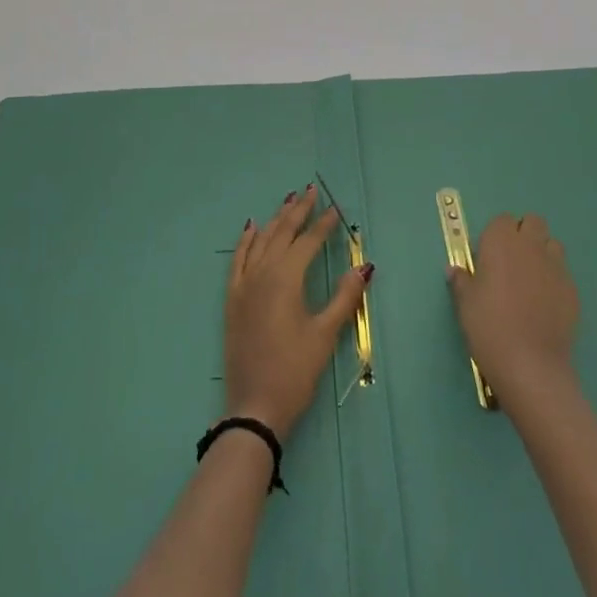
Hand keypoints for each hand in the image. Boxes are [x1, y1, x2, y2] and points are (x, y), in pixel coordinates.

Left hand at [225, 186, 371, 440]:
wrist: (255, 406)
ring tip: (288, 201)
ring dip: (276, 219)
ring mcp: (244, 284)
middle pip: (282, 233)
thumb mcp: (325, 334)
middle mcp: (262, 273)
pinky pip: (238, 258)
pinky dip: (246, 240)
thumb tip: (364, 266)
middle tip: (311, 191)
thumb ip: (345, 297)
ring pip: (261, 241)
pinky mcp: (233, 298)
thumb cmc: (295, 371)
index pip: (308, 242)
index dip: (323, 224)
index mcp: (286, 278)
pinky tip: (252, 227)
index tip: (336, 208)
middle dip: (298, 211)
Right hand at [448, 212, 579, 400]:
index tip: (488, 258)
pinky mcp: (572, 290)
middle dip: (524, 235)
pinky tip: (544, 304)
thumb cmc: (489, 326)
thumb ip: (461, 280)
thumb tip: (455, 270)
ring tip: (530, 281)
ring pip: (552, 245)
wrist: (530, 365)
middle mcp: (531, 246)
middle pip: (533, 222)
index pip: (502, 220)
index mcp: (501, 241)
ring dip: (542, 254)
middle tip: (511, 263)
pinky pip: (563, 274)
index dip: (496, 236)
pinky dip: (554, 280)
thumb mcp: (465, 303)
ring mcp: (556, 267)